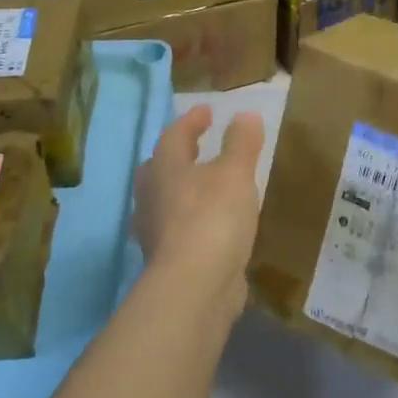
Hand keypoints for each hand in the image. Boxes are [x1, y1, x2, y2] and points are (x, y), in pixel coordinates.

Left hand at [133, 105, 264, 318]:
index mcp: (164, 169)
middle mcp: (151, 197)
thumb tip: (245, 115)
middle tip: (196, 147)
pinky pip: (176, 229)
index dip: (191, 121)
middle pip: (159, 169)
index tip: (207, 111)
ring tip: (205, 186)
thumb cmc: (213, 217)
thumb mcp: (235, 173)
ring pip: (164, 201)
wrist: (195, 286)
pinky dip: (191, 220)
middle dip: (178, 156)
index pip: (174, 136)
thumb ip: (241, 143)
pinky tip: (211, 226)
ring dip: (182, 190)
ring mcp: (154, 231)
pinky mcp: (166, 260)